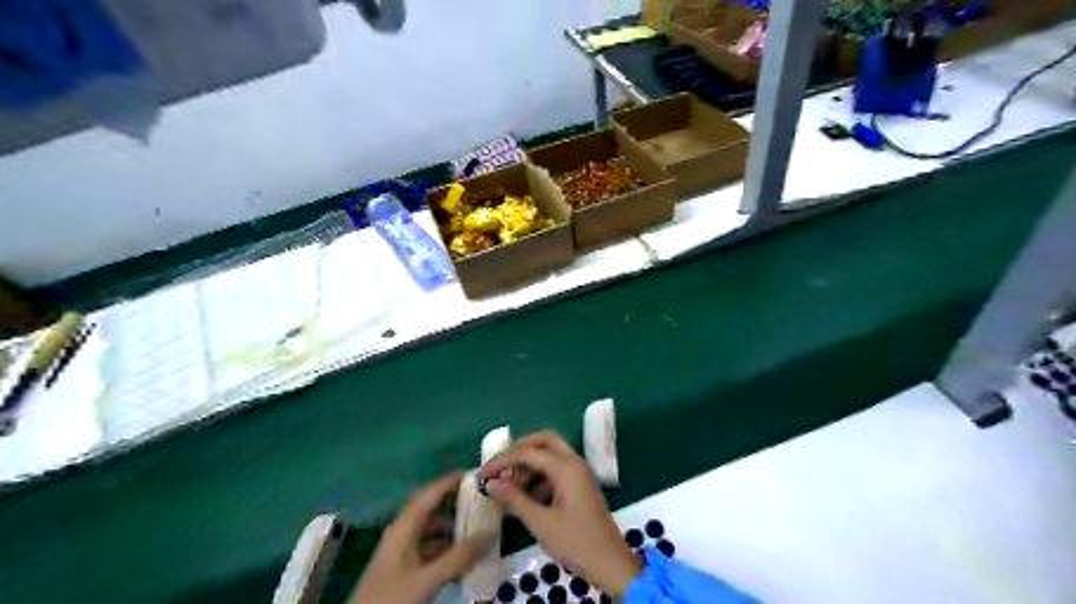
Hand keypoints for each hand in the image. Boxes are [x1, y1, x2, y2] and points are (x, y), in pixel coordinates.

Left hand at [351, 471, 493, 602]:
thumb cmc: (391, 597)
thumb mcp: (427, 577)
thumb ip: (459, 556)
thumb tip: (490, 532)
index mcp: (404, 527)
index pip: (429, 495)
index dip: (449, 482)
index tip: (472, 474)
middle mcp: (402, 534)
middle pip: (430, 510)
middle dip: (453, 503)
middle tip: (480, 499)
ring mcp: (401, 553)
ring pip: (430, 532)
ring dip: (452, 528)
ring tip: (477, 529)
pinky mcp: (403, 571)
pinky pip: (429, 551)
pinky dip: (446, 549)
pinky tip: (462, 559)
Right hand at [479, 431, 636, 595]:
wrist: (611, 564)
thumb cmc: (575, 543)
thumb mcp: (540, 522)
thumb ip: (514, 499)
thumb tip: (491, 483)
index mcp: (565, 467)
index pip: (527, 452)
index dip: (502, 461)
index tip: (482, 475)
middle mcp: (573, 462)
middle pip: (543, 440)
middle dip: (519, 450)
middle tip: (500, 468)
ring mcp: (579, 473)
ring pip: (550, 454)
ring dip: (529, 465)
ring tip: (509, 487)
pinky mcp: (579, 485)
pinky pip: (556, 470)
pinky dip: (539, 476)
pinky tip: (526, 498)